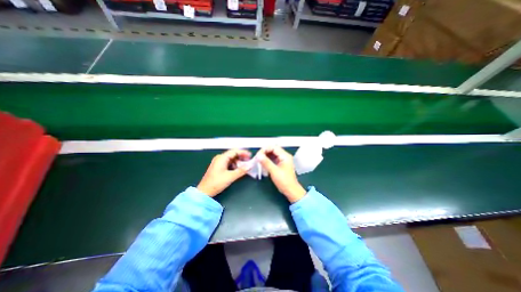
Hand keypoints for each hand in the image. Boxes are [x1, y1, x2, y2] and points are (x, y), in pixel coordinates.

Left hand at [196, 150, 250, 197]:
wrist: (204, 191)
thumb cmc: (215, 183)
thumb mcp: (230, 177)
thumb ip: (241, 171)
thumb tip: (249, 166)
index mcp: (221, 158)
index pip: (234, 151)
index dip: (243, 153)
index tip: (250, 155)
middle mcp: (220, 158)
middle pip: (233, 154)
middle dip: (241, 157)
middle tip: (249, 161)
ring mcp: (218, 163)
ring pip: (231, 159)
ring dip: (238, 162)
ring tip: (245, 166)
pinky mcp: (218, 167)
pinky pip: (228, 163)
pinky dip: (234, 165)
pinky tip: (238, 169)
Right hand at [256, 146, 305, 202]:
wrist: (291, 190)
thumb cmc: (285, 181)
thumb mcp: (274, 171)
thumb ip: (266, 162)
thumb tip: (259, 156)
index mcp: (285, 156)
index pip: (273, 147)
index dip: (265, 149)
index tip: (258, 154)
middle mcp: (284, 156)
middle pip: (272, 150)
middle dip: (264, 153)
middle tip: (258, 157)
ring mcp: (282, 160)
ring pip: (272, 154)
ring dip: (265, 157)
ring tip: (259, 161)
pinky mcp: (280, 164)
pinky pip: (272, 159)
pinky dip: (267, 161)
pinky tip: (263, 164)